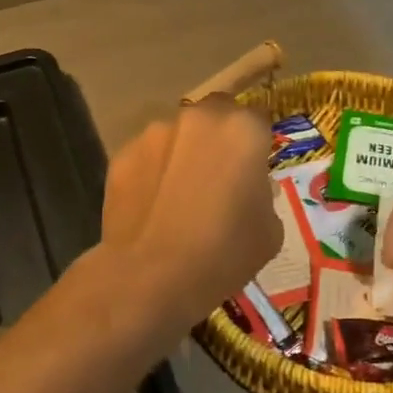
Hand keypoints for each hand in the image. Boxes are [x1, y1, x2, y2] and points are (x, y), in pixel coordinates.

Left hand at [99, 95, 280, 328]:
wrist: (151, 277)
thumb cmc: (224, 253)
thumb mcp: (269, 230)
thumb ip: (263, 194)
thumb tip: (248, 189)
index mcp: (243, 129)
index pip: (259, 120)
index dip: (257, 143)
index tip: (254, 168)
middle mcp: (200, 118)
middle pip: (216, 114)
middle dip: (219, 136)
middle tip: (218, 175)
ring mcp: (157, 132)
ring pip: (178, 134)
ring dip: (183, 153)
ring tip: (179, 195)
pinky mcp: (123, 154)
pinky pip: (147, 156)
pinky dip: (153, 172)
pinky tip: (152, 206)